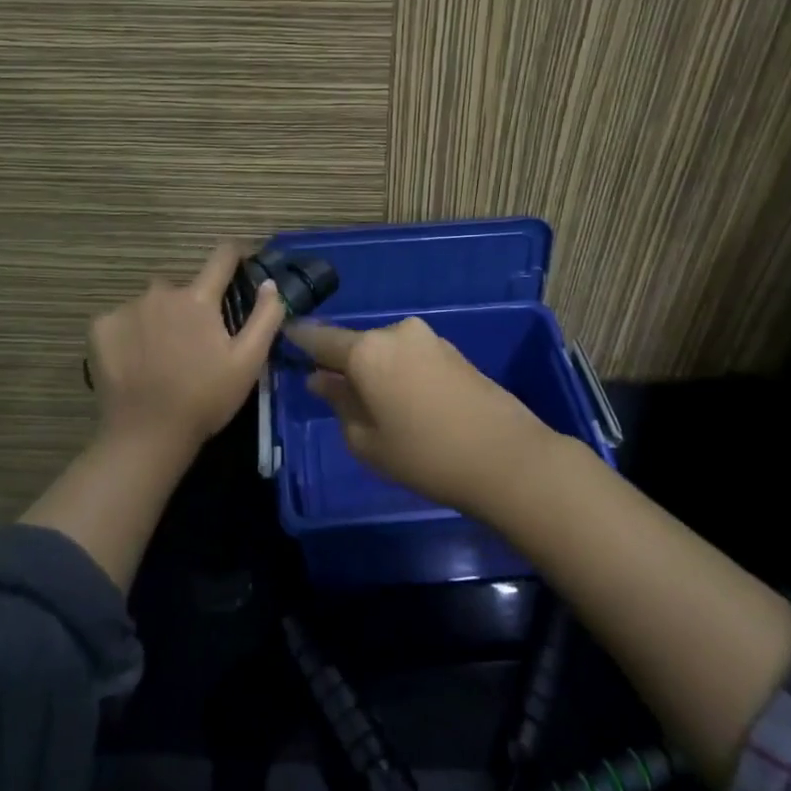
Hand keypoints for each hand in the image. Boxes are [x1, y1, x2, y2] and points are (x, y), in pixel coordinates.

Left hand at [89, 243, 285, 455]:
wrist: (147, 435)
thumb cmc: (205, 399)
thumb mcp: (248, 362)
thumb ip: (265, 317)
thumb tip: (269, 283)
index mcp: (198, 299)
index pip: (222, 257)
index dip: (236, 254)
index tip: (242, 262)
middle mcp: (160, 293)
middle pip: (183, 289)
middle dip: (192, 307)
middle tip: (195, 344)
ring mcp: (126, 308)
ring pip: (150, 305)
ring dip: (160, 320)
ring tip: (162, 357)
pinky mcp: (100, 328)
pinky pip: (122, 320)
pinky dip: (130, 334)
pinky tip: (135, 362)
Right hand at [286, 316, 555, 514]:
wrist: (505, 457)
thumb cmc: (424, 454)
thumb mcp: (367, 440)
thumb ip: (338, 402)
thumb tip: (320, 379)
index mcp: (367, 350)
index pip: (322, 339)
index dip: (300, 340)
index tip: (284, 338)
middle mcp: (396, 333)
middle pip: (357, 346)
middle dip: (343, 365)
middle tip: (334, 395)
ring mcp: (429, 339)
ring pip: (385, 352)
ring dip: (374, 372)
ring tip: (376, 408)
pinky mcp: (453, 351)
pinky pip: (411, 358)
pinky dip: (399, 374)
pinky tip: (407, 404)